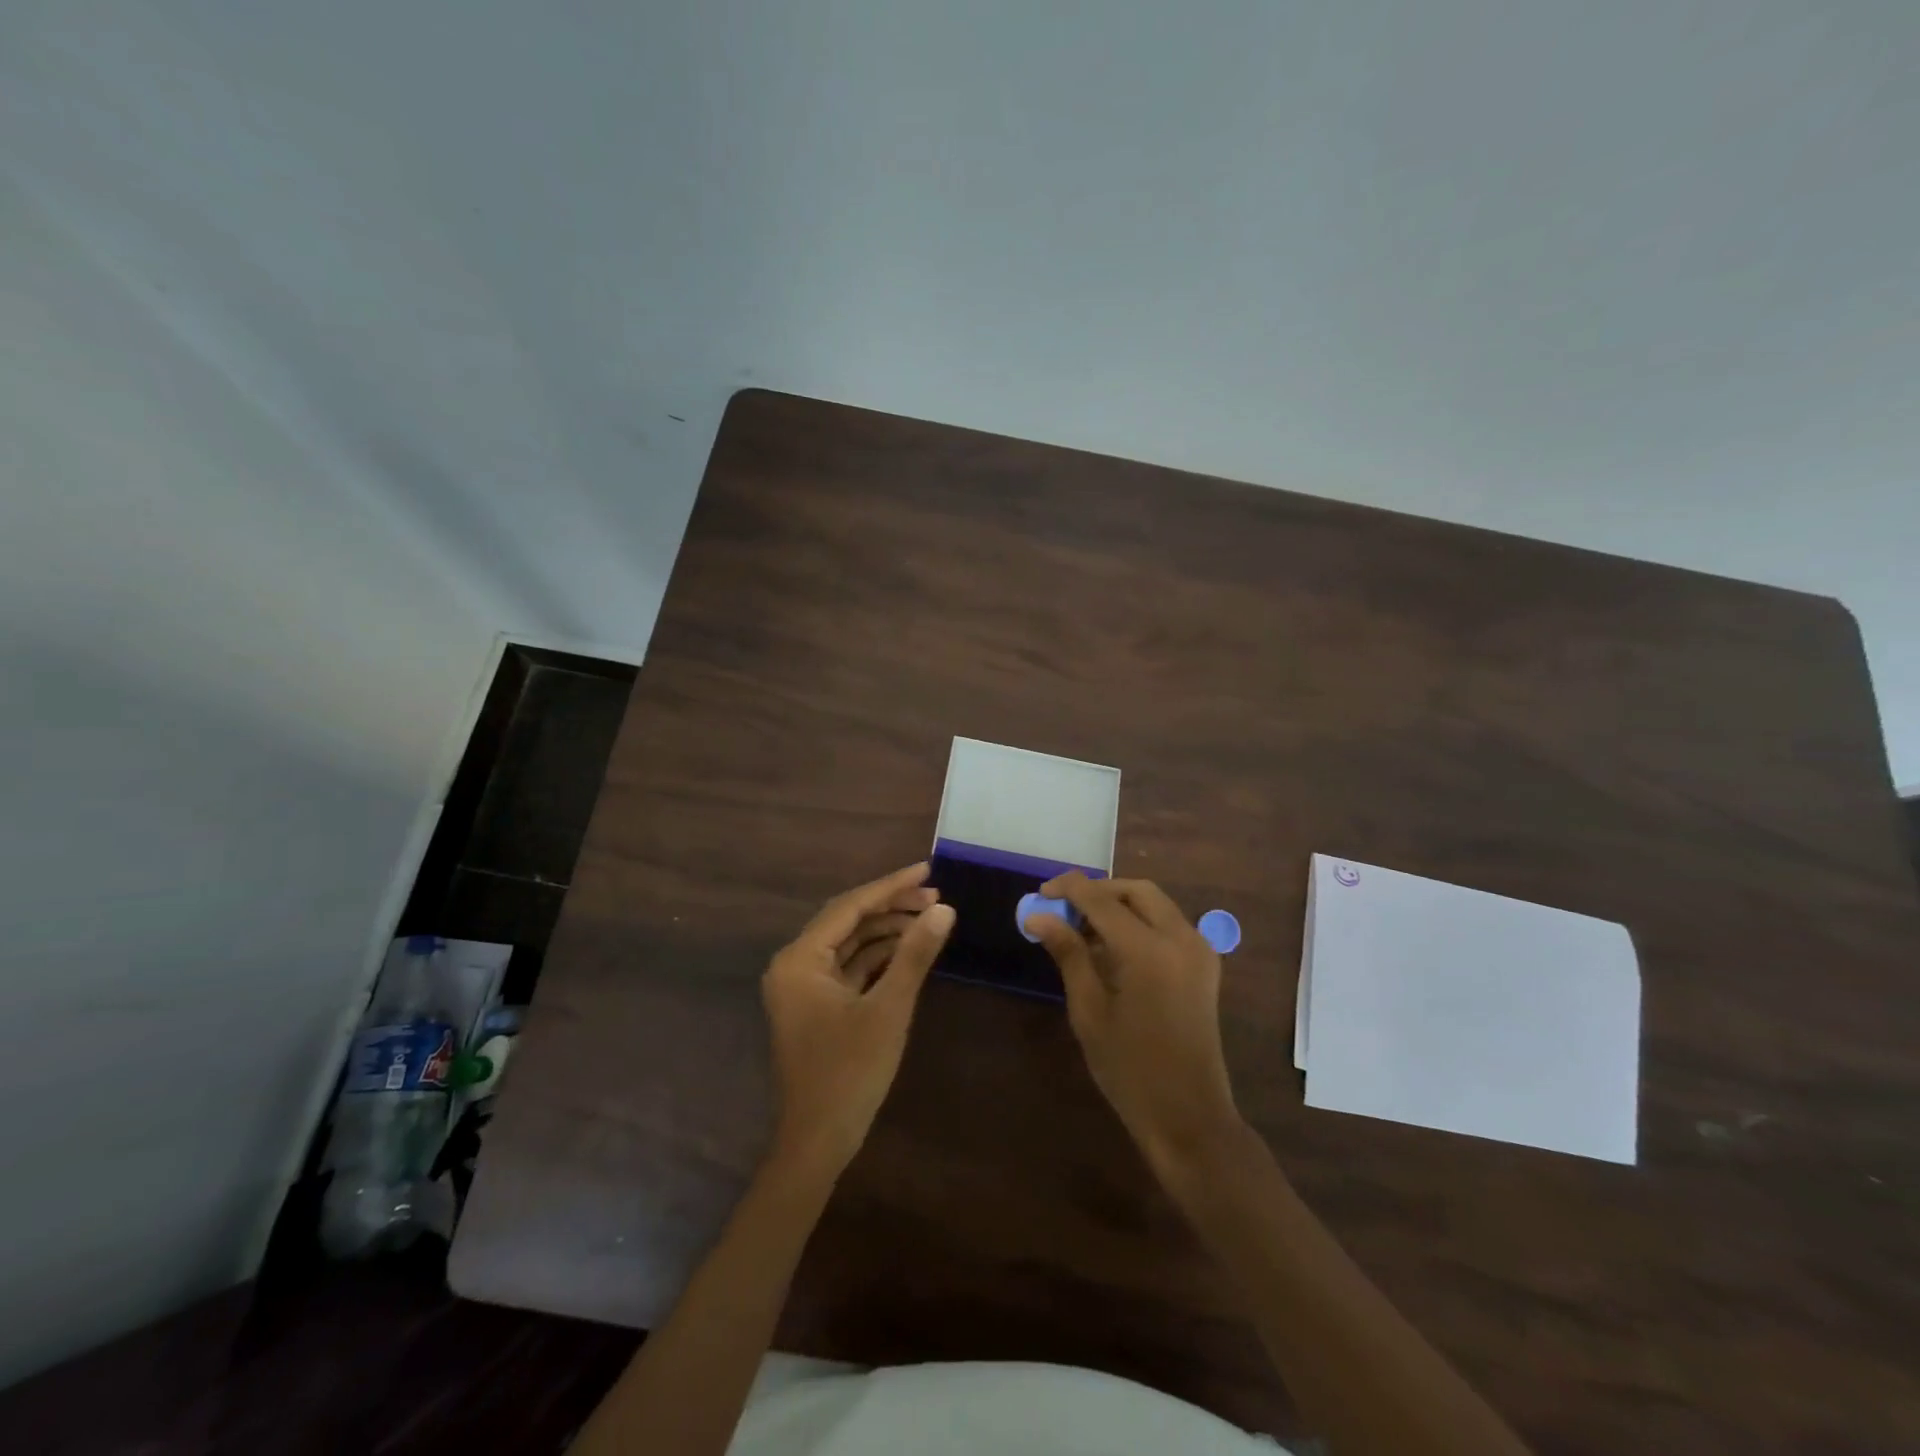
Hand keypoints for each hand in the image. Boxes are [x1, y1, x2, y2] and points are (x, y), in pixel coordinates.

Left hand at [762, 862, 955, 1174]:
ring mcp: (803, 987)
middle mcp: (795, 965)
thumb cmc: (850, 1072)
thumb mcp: (889, 1009)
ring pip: (850, 943)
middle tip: (936, 898)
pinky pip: (849, 967)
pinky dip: (878, 957)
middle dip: (892, 907)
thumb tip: (944, 908)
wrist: (818, 1143)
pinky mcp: (817, 1006)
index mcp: (800, 959)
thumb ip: (915, 954)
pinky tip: (910, 950)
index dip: (891, 886)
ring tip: (930, 921)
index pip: (850, 907)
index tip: (927, 870)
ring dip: (887, 931)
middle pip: (848, 920)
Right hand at [1027, 872, 1241, 1173]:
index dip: (1068, 889)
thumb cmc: (1130, 1069)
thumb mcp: (1089, 1011)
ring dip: (1119, 905)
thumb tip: (1038, 917)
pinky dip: (1140, 921)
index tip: (1040, 893)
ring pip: (1154, 903)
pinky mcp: (1204, 965)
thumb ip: (1068, 954)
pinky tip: (1114, 947)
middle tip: (1064, 910)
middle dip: (1098, 891)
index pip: (1101, 899)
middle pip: (1135, 890)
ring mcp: (1198, 950)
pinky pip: (1168, 924)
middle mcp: (1180, 938)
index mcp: (1148, 950)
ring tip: (1084, 930)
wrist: (1189, 1116)